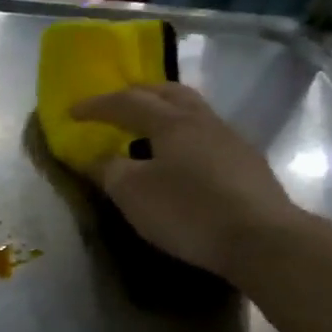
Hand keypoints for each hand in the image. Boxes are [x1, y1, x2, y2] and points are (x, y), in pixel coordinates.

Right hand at [70, 82, 301, 277]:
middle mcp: (203, 120)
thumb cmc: (187, 211)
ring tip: (146, 131)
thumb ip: (109, 170)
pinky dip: (183, 137)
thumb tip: (96, 158)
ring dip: (164, 113)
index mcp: (172, 122)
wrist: (260, 238)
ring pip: (192, 112)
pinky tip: (179, 159)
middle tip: (115, 106)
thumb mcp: (133, 194)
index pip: (127, 102)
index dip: (97, 105)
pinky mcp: (245, 163)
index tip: (72, 111)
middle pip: (168, 93)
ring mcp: (230, 139)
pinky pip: (206, 136)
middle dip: (138, 94)